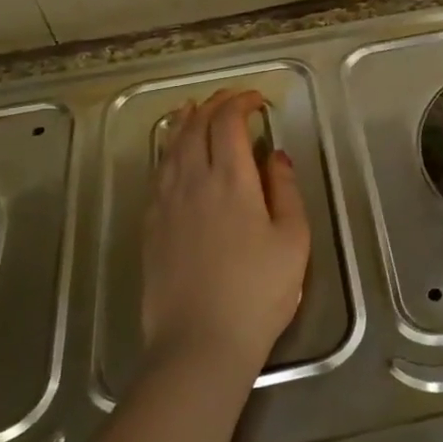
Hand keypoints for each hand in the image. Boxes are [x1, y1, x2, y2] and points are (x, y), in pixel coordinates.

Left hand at [140, 89, 310, 379]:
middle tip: (231, 99)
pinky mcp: (150, 226)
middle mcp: (192, 182)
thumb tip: (275, 155)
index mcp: (231, 181)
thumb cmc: (258, 292)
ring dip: (185, 122)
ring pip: (171, 147)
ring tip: (194, 110)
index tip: (257, 100)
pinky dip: (168, 151)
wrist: (200, 342)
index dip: (241, 102)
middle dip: (214, 105)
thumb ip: (285, 190)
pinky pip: (158, 173)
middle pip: (196, 128)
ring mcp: (165, 204)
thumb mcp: (292, 240)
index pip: (228, 123)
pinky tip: (174, 156)